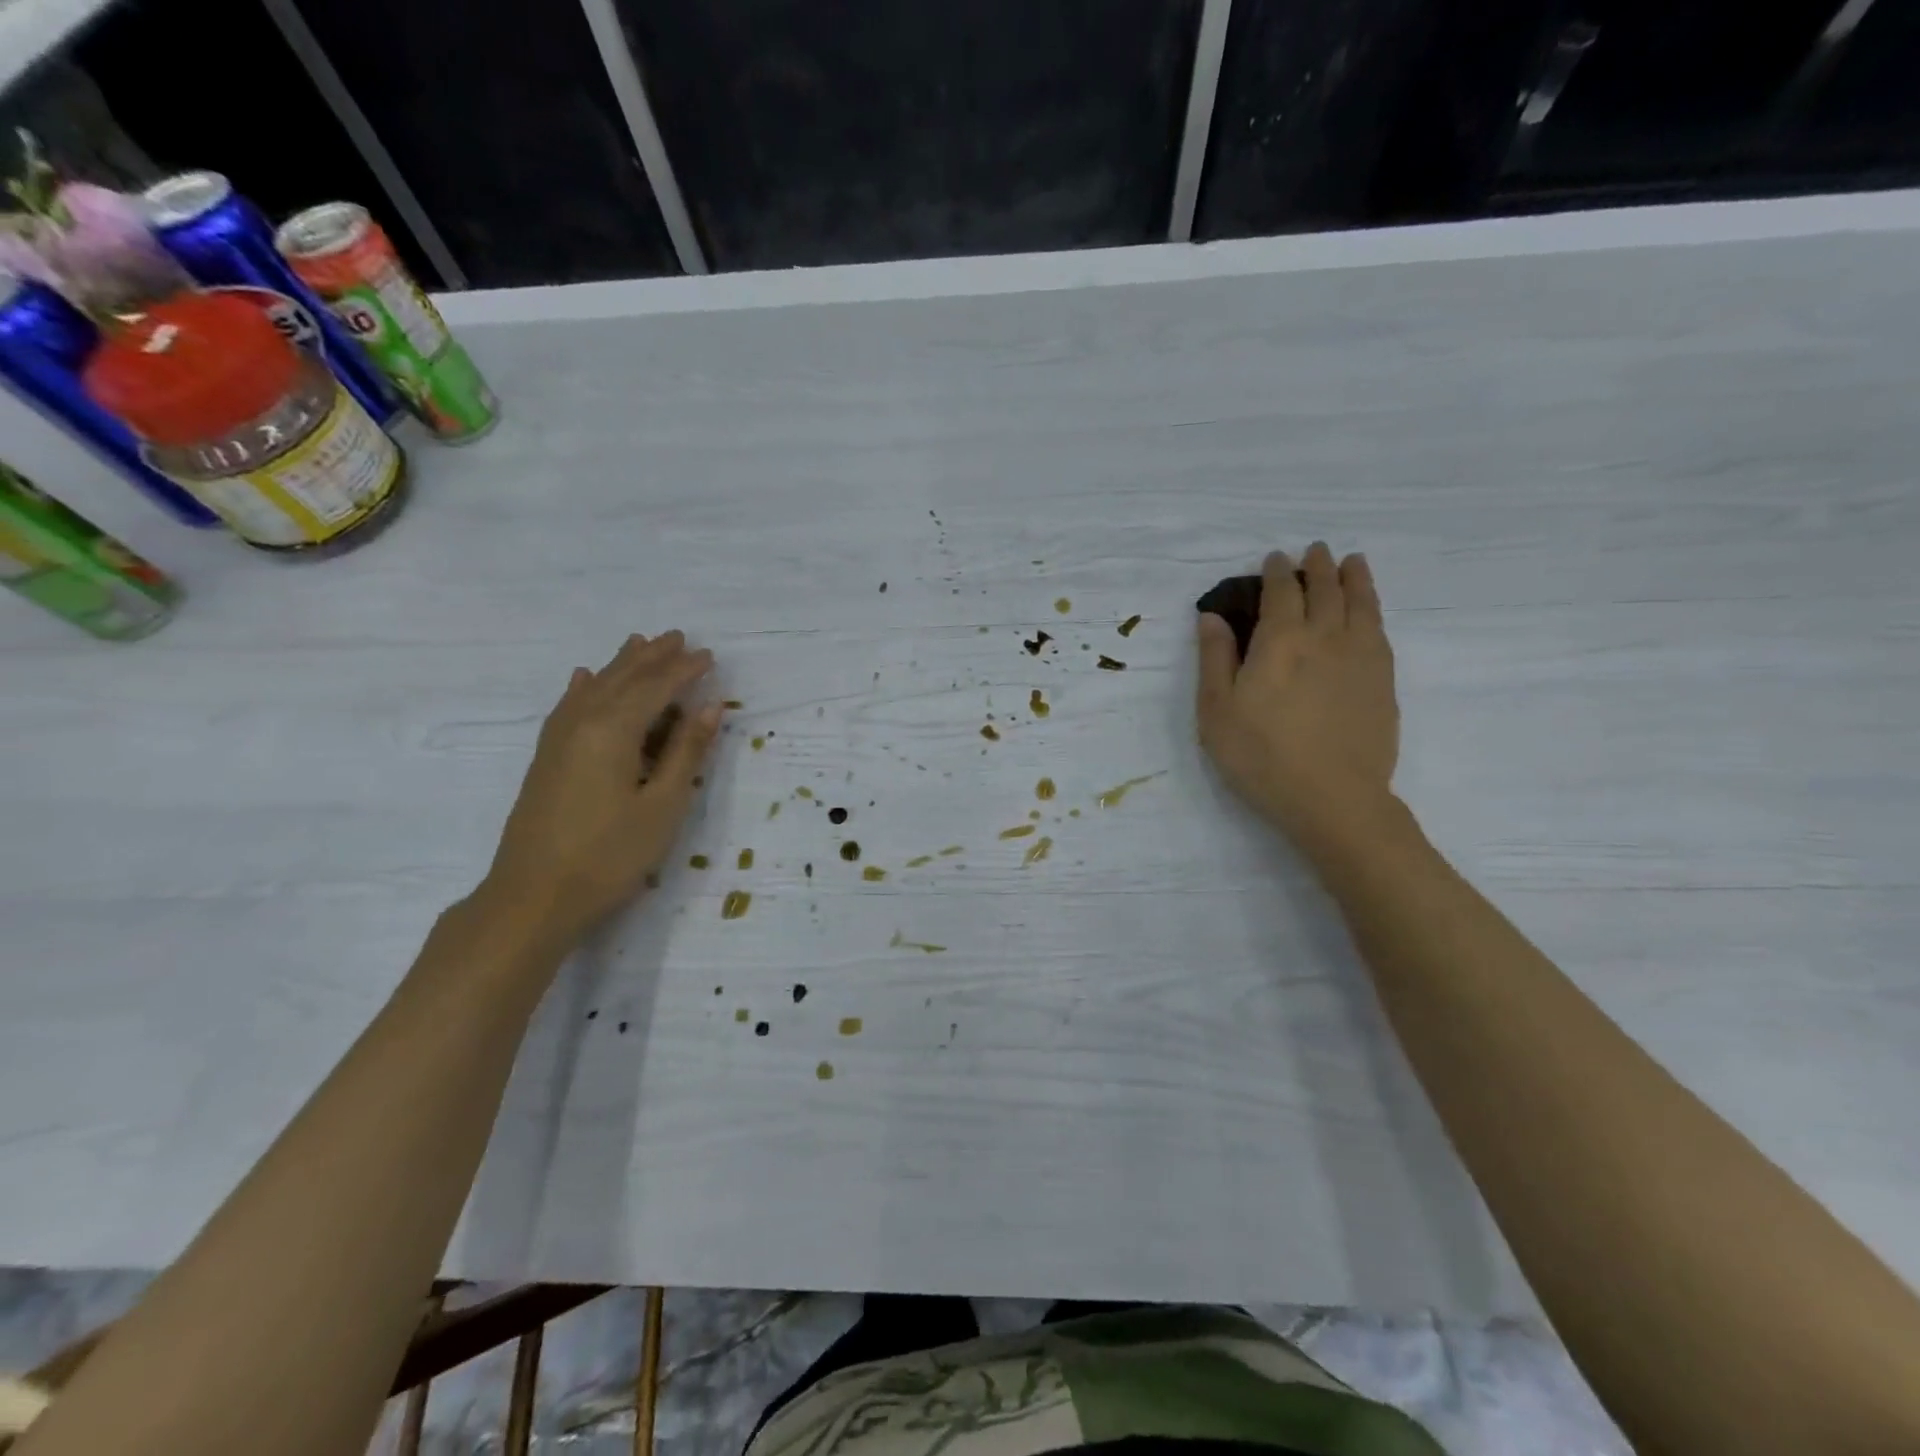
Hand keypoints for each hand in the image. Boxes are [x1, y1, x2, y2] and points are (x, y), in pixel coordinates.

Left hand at [478, 631, 721, 951]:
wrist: (532, 898)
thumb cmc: (609, 855)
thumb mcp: (663, 805)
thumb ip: (686, 752)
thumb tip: (710, 707)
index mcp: (614, 730)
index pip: (656, 687)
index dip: (685, 670)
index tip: (710, 657)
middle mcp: (583, 722)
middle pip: (623, 678)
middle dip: (653, 657)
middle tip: (679, 638)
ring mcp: (558, 739)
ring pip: (595, 687)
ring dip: (621, 665)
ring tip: (640, 643)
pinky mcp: (546, 757)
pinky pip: (569, 706)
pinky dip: (584, 687)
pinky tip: (585, 678)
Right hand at [1196, 543, 1398, 840]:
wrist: (1333, 798)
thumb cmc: (1261, 756)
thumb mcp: (1217, 711)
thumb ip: (1214, 659)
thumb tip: (1211, 616)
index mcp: (1279, 641)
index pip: (1281, 592)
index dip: (1276, 572)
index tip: (1273, 559)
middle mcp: (1324, 637)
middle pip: (1324, 589)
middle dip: (1317, 566)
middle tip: (1315, 551)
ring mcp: (1360, 657)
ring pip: (1360, 603)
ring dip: (1354, 577)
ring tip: (1352, 562)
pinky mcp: (1383, 681)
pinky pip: (1379, 630)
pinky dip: (1373, 608)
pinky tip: (1369, 610)